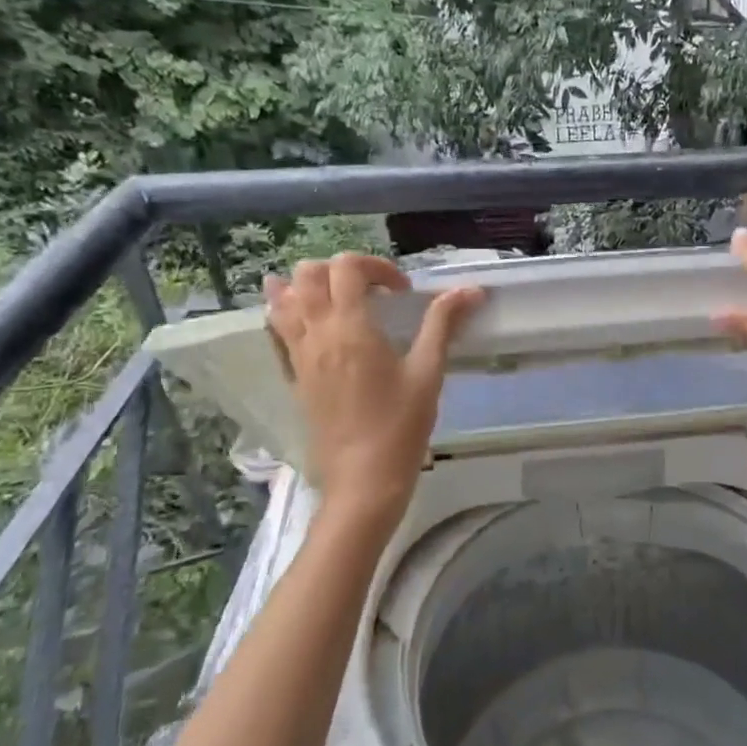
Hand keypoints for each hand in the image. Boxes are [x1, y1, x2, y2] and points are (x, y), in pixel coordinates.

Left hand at [264, 254, 483, 521]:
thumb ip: (443, 324)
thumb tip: (471, 290)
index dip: (377, 266)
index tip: (402, 292)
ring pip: (283, 297)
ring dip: (309, 285)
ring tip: (339, 299)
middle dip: (342, 270)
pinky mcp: (292, 375)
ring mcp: (298, 355)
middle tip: (373, 292)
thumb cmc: (401, 426)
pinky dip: (287, 311)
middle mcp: (316, 333)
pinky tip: (311, 320)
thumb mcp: (428, 372)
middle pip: (309, 273)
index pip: (348, 267)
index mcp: (351, 328)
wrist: (362, 478)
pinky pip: (276, 329)